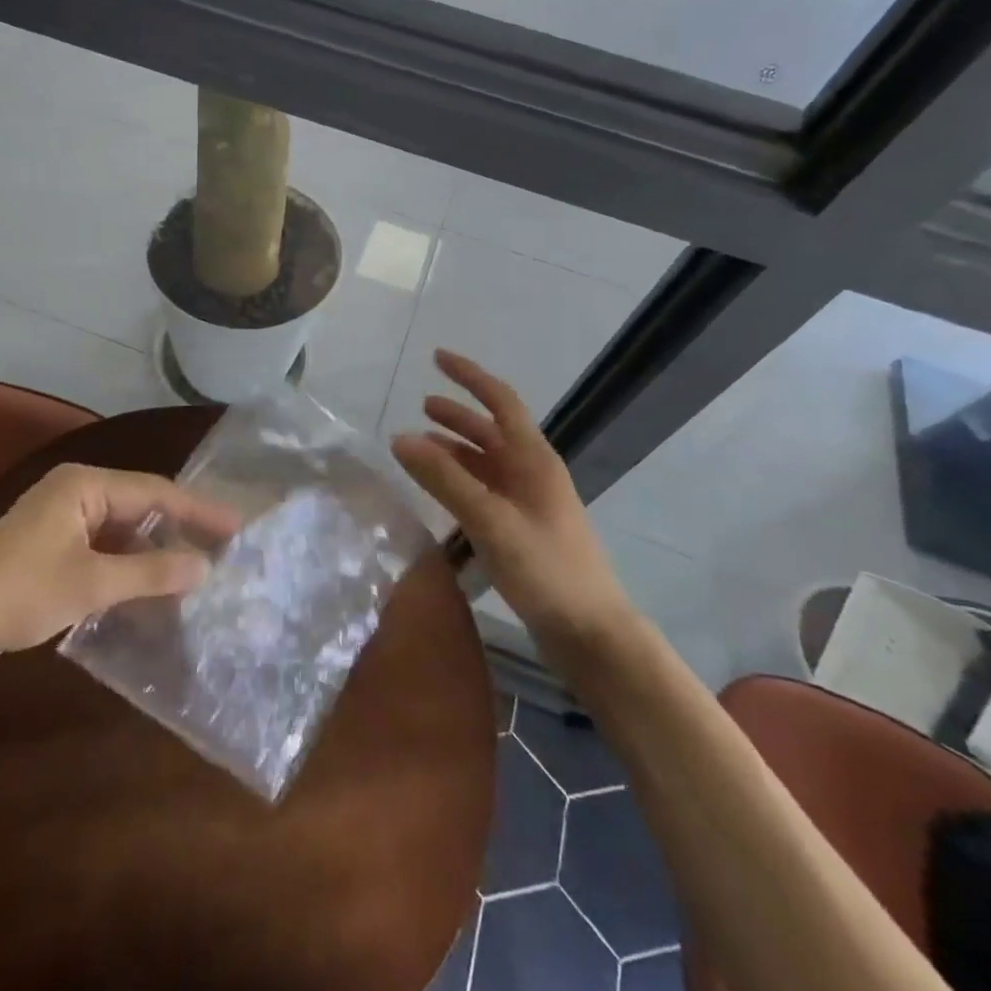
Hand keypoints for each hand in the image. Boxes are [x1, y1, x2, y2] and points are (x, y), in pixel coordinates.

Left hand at [0, 463, 229, 668]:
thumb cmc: (18, 593)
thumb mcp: (91, 583)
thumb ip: (151, 573)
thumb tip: (205, 567)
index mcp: (84, 485)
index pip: (156, 491)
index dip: (199, 510)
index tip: (238, 526)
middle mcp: (75, 491)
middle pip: (141, 505)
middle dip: (180, 527)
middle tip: (224, 547)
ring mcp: (62, 518)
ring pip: (123, 528)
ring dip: (155, 549)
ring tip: (197, 567)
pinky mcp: (52, 545)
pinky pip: (105, 546)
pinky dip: (130, 563)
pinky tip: (152, 584)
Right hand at [392, 350, 636, 647]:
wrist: (591, 633)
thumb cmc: (545, 568)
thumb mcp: (490, 519)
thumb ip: (444, 478)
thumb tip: (400, 438)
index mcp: (533, 459)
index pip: (500, 401)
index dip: (469, 376)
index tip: (437, 357)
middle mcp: (532, 472)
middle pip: (491, 430)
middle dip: (457, 416)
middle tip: (421, 407)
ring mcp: (529, 502)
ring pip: (486, 462)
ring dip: (455, 449)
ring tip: (420, 447)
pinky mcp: (522, 529)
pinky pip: (485, 490)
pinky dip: (459, 481)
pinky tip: (439, 492)